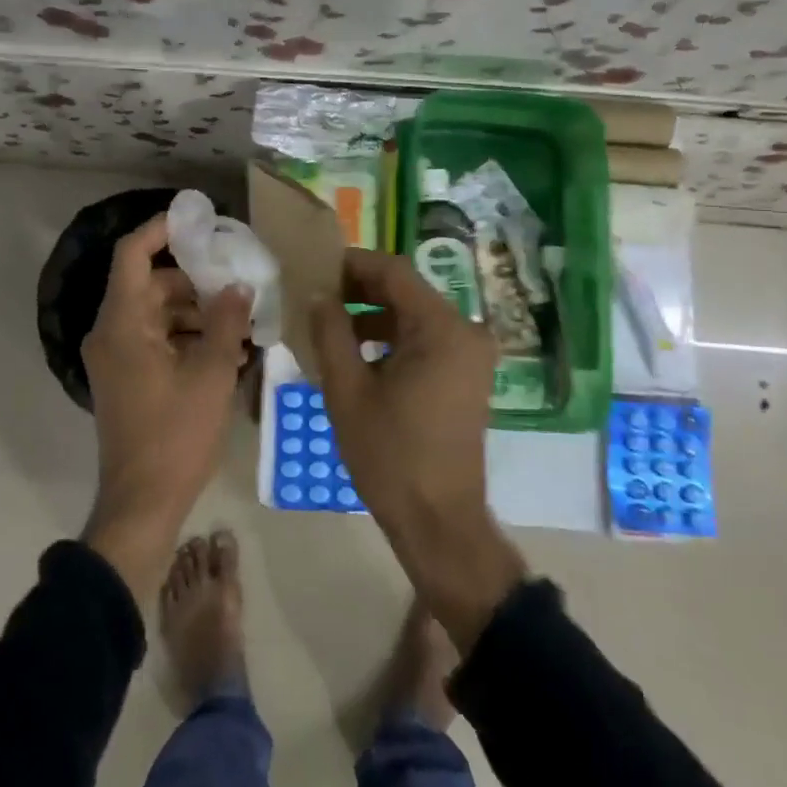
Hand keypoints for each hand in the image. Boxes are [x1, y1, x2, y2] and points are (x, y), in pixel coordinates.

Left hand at [82, 213, 251, 598]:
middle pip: (151, 284)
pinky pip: (156, 339)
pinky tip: (226, 347)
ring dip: (196, 310)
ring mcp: (116, 358)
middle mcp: (111, 333)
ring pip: (156, 313)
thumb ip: (226, 321)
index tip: (199, 222)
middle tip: (238, 278)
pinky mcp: (127, 378)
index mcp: (123, 323)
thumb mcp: (212, 373)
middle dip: (195, 279)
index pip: (133, 254)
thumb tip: (238, 286)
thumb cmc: (176, 435)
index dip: (161, 229)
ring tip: (241, 318)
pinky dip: (186, 336)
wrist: (142, 504)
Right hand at [312, 249, 526, 649]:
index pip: (394, 271)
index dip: (352, 264)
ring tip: (329, 327)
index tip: (315, 269)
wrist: (439, 521)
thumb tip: (317, 294)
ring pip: (414, 315)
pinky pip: (426, 339)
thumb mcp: (347, 391)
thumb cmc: (390, 456)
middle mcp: (465, 331)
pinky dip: (392, 339)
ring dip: (373, 316)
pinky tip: (357, 354)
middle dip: (359, 291)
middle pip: (406, 291)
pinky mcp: (467, 374)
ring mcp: (470, 354)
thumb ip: (330, 332)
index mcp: (442, 328)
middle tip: (316, 297)